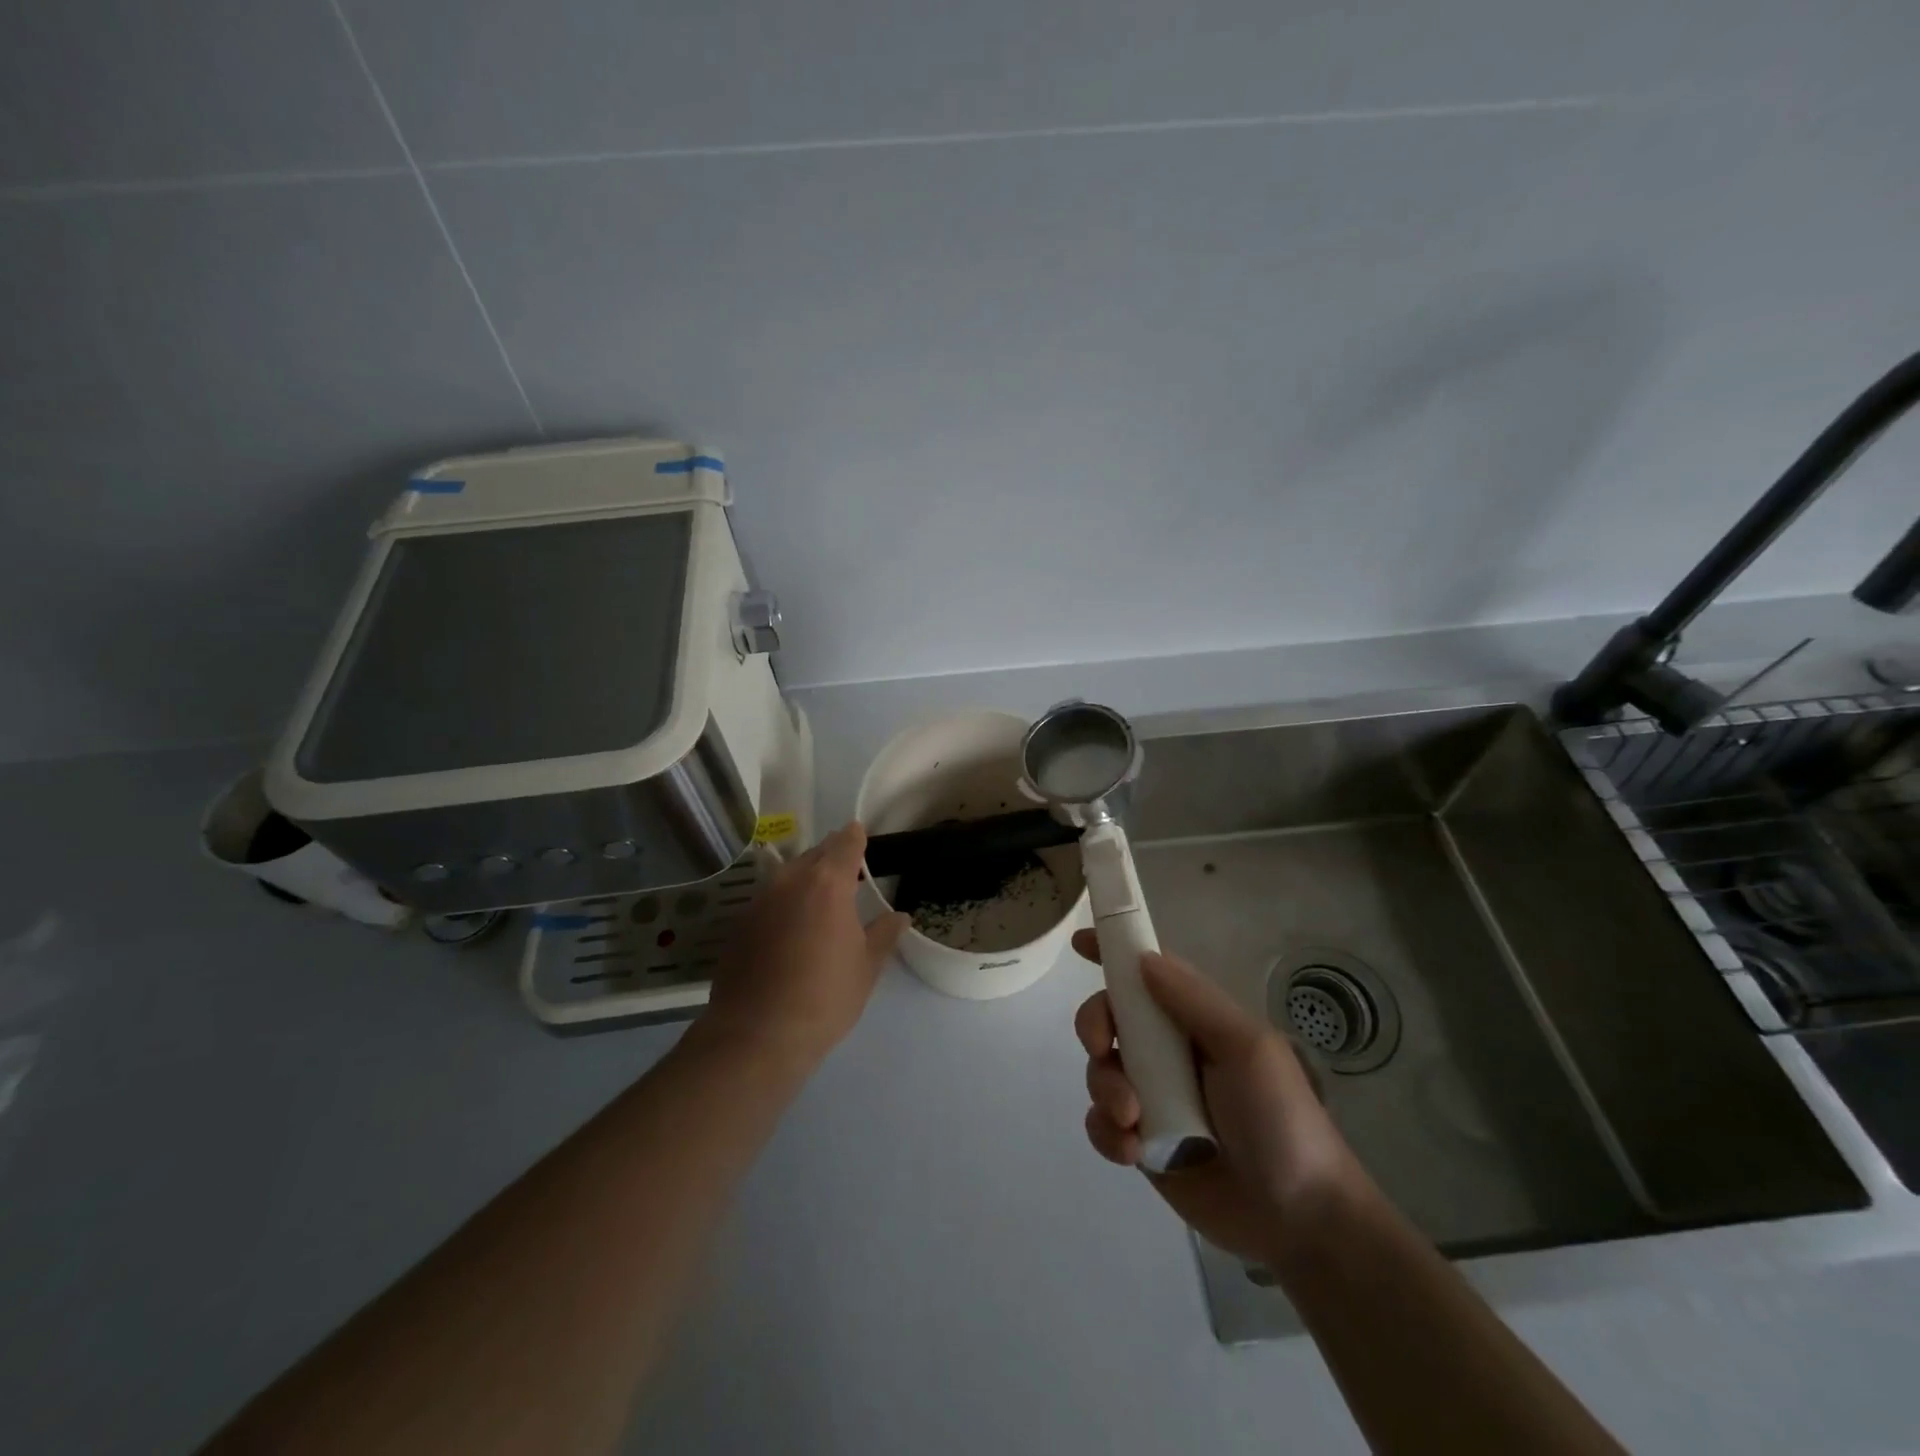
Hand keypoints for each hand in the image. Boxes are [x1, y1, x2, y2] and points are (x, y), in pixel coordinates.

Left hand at [704, 823, 909, 1067]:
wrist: (757, 1034)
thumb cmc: (824, 998)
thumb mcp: (866, 967)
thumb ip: (884, 935)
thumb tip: (900, 916)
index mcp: (828, 884)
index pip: (845, 844)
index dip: (855, 837)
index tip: (861, 834)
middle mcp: (791, 881)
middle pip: (815, 854)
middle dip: (832, 856)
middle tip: (848, 869)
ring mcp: (760, 901)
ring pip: (788, 874)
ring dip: (806, 877)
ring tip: (821, 897)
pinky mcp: (740, 924)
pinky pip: (769, 899)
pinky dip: (785, 901)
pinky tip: (792, 927)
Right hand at [1072, 929, 1362, 1266]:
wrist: (1300, 1220)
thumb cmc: (1282, 1120)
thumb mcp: (1248, 1048)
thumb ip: (1194, 1001)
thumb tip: (1142, 959)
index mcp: (1195, 1022)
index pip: (1148, 975)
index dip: (1113, 954)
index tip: (1081, 942)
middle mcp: (1168, 1053)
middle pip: (1110, 1017)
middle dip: (1094, 1024)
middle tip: (1100, 1047)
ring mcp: (1153, 1098)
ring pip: (1100, 1071)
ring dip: (1105, 1088)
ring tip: (1132, 1119)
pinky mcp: (1142, 1143)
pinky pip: (1102, 1123)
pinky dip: (1107, 1132)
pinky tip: (1132, 1151)